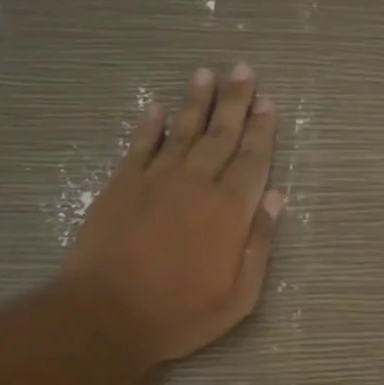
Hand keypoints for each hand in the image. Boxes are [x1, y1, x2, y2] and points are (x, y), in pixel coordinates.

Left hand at [63, 63, 283, 365]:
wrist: (107, 313)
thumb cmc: (181, 314)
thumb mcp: (239, 296)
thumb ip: (259, 244)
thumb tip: (275, 197)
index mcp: (230, 210)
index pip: (253, 160)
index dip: (263, 131)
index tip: (269, 103)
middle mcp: (196, 183)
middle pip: (221, 134)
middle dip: (235, 102)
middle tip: (244, 70)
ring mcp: (155, 179)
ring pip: (182, 130)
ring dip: (196, 101)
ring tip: (207, 74)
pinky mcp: (122, 185)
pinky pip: (140, 145)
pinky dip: (150, 125)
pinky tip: (157, 107)